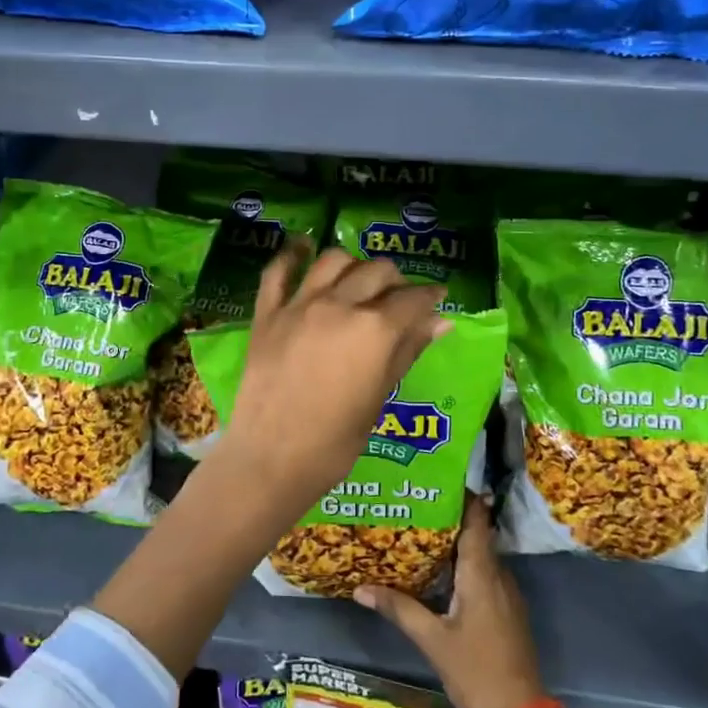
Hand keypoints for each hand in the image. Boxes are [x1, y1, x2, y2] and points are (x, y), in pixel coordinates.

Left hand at [207, 244, 448, 522]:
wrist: (272, 459)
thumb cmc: (336, 441)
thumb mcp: (380, 396)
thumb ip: (408, 351)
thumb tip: (440, 322)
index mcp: (374, 329)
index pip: (412, 299)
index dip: (430, 296)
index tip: (438, 297)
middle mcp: (339, 305)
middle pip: (376, 271)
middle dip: (396, 280)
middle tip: (399, 298)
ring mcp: (298, 305)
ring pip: (332, 260)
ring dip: (353, 264)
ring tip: (358, 278)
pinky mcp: (267, 313)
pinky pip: (278, 271)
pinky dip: (292, 255)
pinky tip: (302, 248)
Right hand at [353, 496, 547, 707]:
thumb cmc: (477, 671)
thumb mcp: (433, 640)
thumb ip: (400, 609)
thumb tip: (361, 587)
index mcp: (482, 573)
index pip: (476, 519)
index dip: (462, 495)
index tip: (435, 479)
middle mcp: (498, 574)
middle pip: (475, 533)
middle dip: (448, 517)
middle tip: (413, 504)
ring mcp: (506, 593)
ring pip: (479, 555)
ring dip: (454, 542)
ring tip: (418, 533)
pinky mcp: (506, 610)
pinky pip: (483, 574)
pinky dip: (462, 565)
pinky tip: (438, 574)